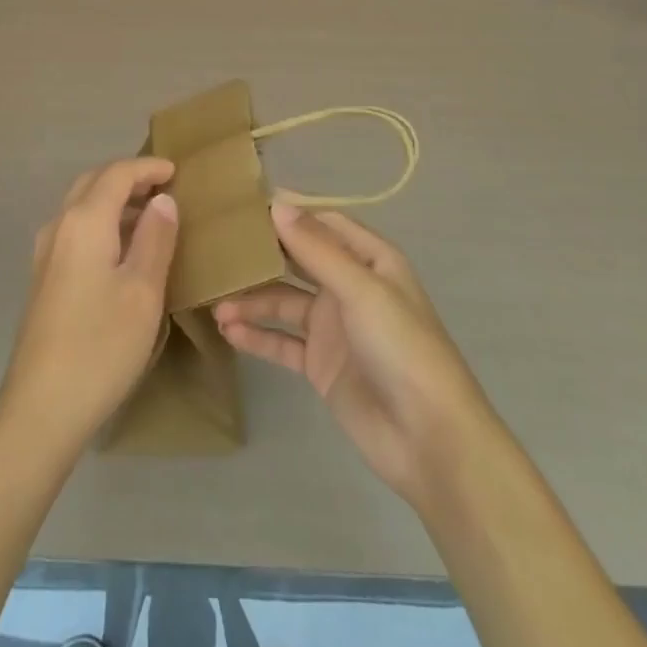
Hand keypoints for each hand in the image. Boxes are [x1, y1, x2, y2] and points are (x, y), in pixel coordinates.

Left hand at [0, 158, 179, 456]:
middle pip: (93, 182)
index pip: (117, 174)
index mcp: (84, 221)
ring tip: (150, 215)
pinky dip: (100, 222)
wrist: (41, 408)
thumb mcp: (143, 291)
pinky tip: (121, 249)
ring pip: (81, 206)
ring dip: (113, 200)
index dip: (148, 167)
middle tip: (163, 187)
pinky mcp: (43, 277)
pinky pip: (75, 229)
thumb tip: (162, 200)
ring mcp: (45, 252)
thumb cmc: (101, 345)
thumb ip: (155, 238)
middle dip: (128, 177)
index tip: (176, 171)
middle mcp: (59, 225)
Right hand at [214, 205, 491, 514]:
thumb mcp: (361, 290)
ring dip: (252, 300)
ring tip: (216, 303)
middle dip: (263, 255)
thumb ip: (316, 249)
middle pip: (299, 261)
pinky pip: (282, 342)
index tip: (245, 205)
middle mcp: (350, 288)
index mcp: (371, 261)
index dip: (290, 213)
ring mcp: (334, 328)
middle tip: (218, 247)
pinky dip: (257, 335)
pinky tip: (228, 332)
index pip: (324, 224)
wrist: (430, 441)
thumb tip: (277, 204)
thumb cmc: (403, 349)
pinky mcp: (321, 366)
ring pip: (284, 302)